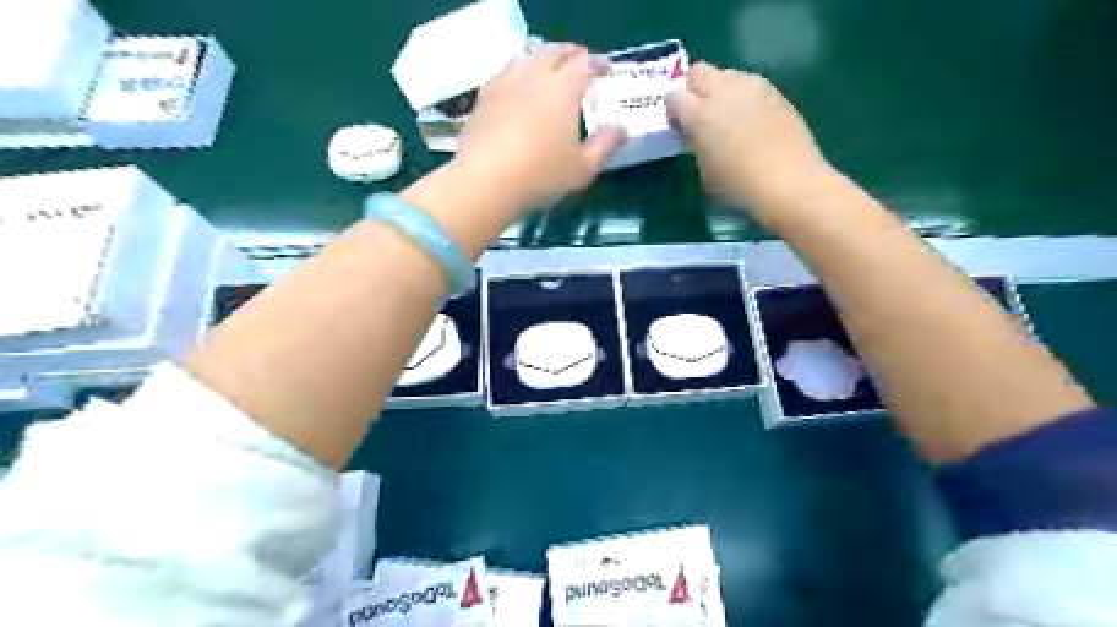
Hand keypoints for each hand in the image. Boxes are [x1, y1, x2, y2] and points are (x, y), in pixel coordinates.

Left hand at [453, 45, 625, 215]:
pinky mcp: (482, 99)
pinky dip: (516, 74)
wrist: (486, 181)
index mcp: (562, 89)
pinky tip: (515, 88)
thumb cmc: (541, 175)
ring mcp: (504, 85)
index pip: (583, 63)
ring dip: (540, 59)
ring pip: (524, 59)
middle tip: (578, 61)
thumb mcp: (582, 168)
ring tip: (547, 71)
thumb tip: (621, 130)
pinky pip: (503, 75)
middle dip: (568, 53)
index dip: (596, 63)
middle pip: (552, 52)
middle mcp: (533, 77)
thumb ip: (604, 146)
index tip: (605, 68)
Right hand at [660, 60, 828, 226]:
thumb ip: (695, 142)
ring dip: (721, 90)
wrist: (790, 182)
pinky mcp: (776, 93)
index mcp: (700, 114)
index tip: (678, 125)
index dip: (673, 109)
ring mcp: (753, 87)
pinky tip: (751, 122)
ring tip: (727, 117)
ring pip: (727, 75)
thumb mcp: (705, 170)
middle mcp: (724, 91)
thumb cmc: (739, 186)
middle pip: (699, 71)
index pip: (673, 96)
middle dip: (694, 88)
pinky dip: (744, 98)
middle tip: (698, 114)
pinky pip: (750, 86)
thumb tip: (695, 132)